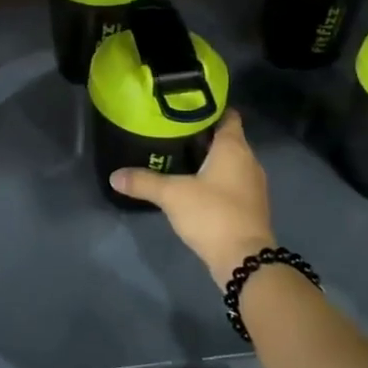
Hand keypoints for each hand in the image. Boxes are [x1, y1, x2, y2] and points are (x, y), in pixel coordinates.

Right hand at [110, 111, 274, 284]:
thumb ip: (143, 182)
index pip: (228, 115)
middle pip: (227, 138)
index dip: (209, 108)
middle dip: (202, 135)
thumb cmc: (212, 214)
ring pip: (230, 161)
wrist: (244, 259)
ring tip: (179, 157)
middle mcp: (248, 160)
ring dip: (209, 159)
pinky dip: (215, 179)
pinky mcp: (250, 205)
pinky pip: (232, 182)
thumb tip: (114, 176)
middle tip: (172, 132)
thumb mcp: (172, 195)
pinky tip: (193, 185)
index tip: (185, 108)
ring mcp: (252, 184)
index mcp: (234, 147)